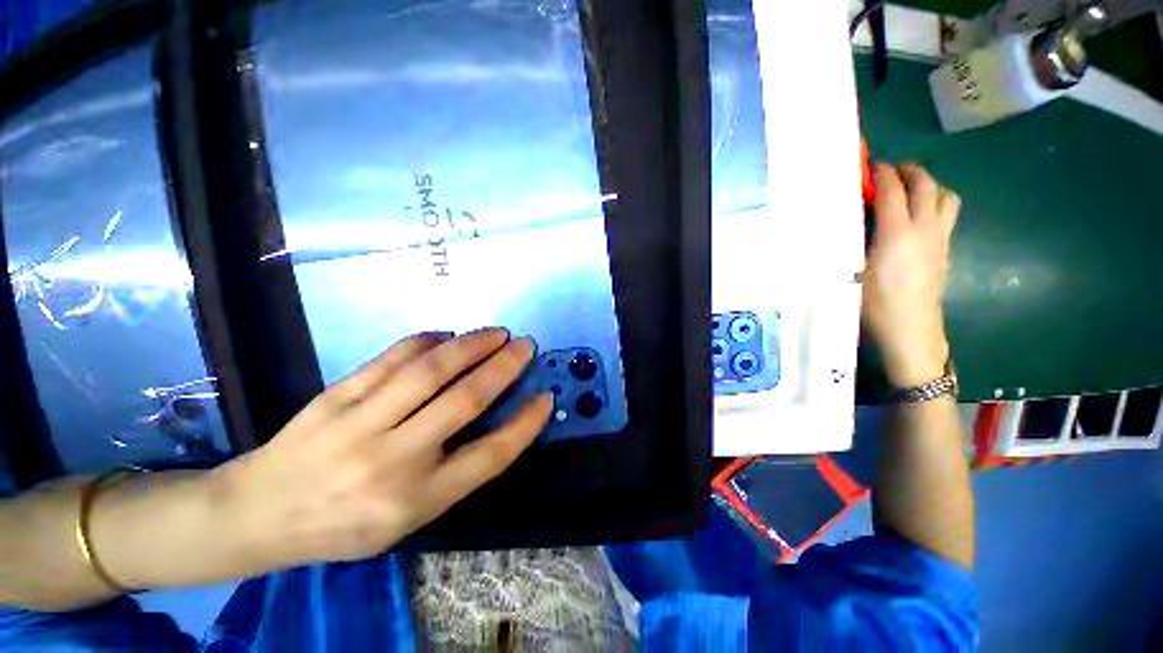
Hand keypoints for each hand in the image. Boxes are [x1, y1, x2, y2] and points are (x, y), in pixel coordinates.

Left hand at [217, 328, 551, 571]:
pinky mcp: (334, 397)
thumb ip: (455, 471)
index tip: (545, 397)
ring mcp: (360, 425)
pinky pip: (391, 359)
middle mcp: (393, 461)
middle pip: (464, 402)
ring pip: (429, 371)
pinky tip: (446, 335)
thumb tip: (495, 419)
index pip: (489, 456)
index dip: (524, 424)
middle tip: (525, 345)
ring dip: (470, 345)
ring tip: (495, 333)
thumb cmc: (344, 525)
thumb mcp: (408, 518)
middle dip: (503, 368)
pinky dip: (426, 342)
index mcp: (416, 501)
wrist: (257, 515)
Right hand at [863, 163, 960, 386]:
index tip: (870, 165)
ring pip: (945, 195)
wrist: (910, 328)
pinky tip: (918, 215)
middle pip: (925, 185)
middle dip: (908, 170)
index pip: (892, 190)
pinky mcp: (946, 248)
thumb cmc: (874, 303)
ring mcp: (940, 237)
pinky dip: (935, 202)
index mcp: (896, 233)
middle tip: (890, 170)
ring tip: (910, 188)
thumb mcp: (853, 271)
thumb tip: (847, 221)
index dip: (881, 173)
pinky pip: (947, 212)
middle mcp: (924, 228)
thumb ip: (853, 240)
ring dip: (928, 184)